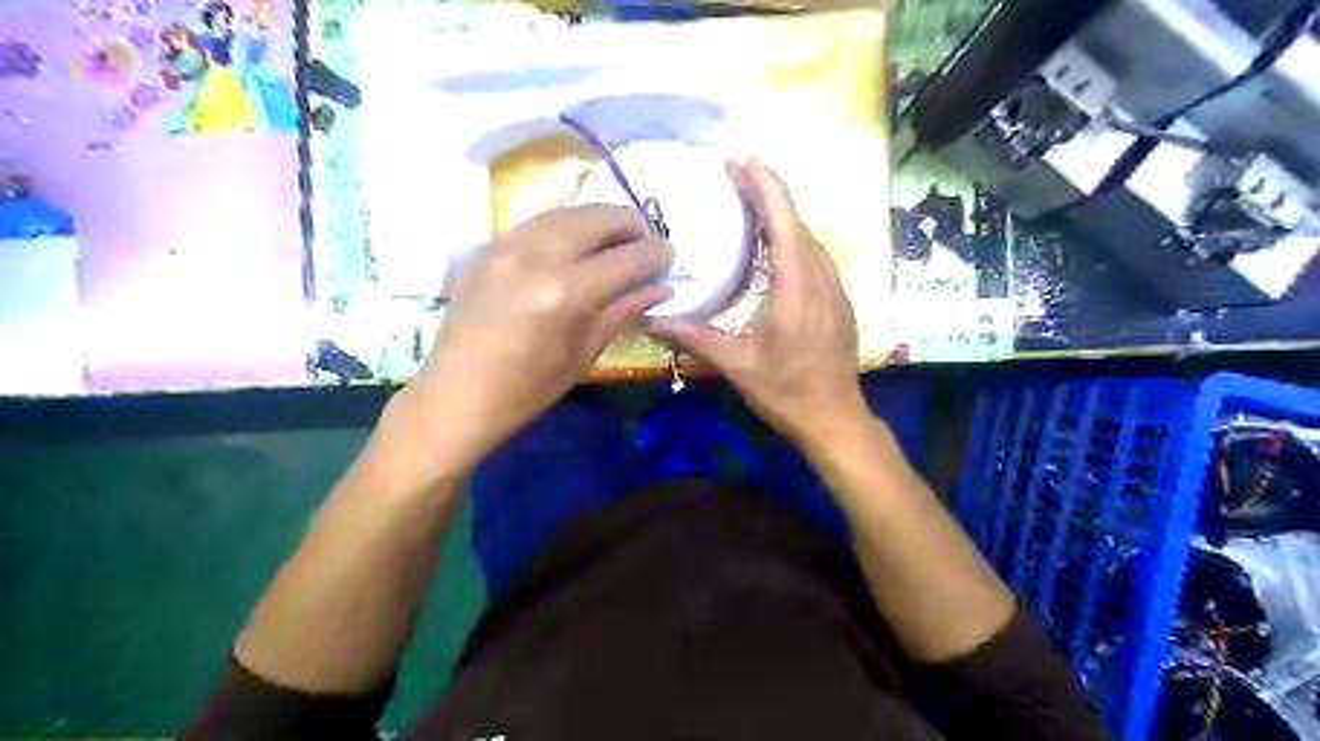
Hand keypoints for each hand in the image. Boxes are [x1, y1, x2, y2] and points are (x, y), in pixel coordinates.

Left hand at [402, 207, 672, 473]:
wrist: (454, 396)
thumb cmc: (525, 391)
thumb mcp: (582, 354)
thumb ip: (622, 311)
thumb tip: (661, 287)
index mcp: (562, 293)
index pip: (623, 258)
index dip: (654, 253)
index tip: (670, 255)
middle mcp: (533, 256)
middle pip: (594, 218)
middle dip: (628, 223)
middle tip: (647, 239)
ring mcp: (504, 246)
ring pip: (563, 212)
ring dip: (597, 218)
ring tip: (616, 236)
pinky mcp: (486, 248)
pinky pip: (535, 222)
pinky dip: (564, 225)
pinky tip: (575, 242)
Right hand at [650, 155, 867, 445]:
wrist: (835, 419)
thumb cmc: (786, 392)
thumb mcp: (737, 365)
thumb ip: (696, 336)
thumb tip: (651, 318)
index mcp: (796, 289)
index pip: (783, 223)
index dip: (765, 187)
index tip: (743, 161)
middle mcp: (821, 280)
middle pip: (798, 223)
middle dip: (769, 193)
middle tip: (736, 175)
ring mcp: (836, 290)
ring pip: (810, 239)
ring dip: (782, 215)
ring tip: (751, 203)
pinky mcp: (839, 301)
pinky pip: (816, 257)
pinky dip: (793, 239)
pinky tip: (775, 246)